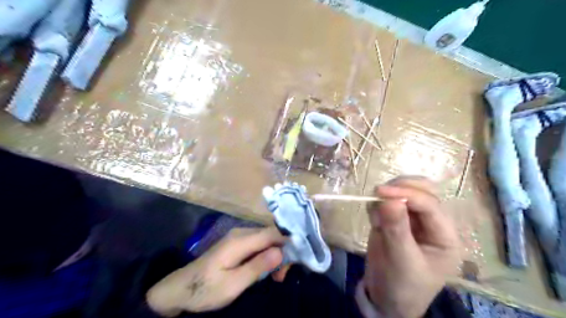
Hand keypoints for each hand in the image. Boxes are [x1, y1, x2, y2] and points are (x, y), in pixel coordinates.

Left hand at [146, 229, 284, 315]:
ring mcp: (238, 237)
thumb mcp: (233, 284)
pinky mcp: (237, 243)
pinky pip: (258, 244)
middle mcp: (241, 233)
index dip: (288, 242)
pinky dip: (266, 255)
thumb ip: (257, 267)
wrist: (181, 289)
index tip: (297, 260)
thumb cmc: (206, 289)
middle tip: (282, 276)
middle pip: (271, 235)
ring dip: (275, 255)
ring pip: (266, 240)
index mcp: (240, 240)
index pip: (272, 233)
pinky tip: (265, 269)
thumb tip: (281, 252)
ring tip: (276, 276)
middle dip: (282, 252)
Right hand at [365, 176, 460, 317]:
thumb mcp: (401, 262)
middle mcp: (431, 223)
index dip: (407, 194)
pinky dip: (378, 205)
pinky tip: (375, 222)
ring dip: (387, 196)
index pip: (430, 205)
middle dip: (400, 188)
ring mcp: (412, 220)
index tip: (380, 192)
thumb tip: (388, 199)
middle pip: (423, 190)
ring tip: (376, 218)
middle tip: (378, 193)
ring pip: (404, 192)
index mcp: (445, 236)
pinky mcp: (395, 220)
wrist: (385, 299)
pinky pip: (387, 201)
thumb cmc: (401, 286)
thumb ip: (396, 230)